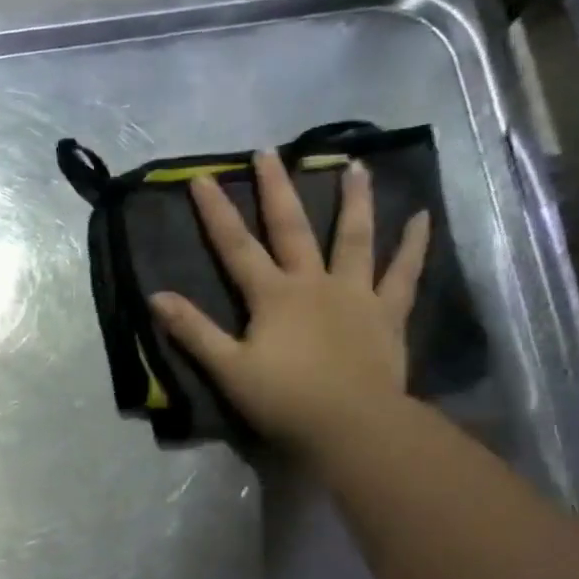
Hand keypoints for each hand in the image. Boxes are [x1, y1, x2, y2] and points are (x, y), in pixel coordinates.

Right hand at [150, 149, 428, 454]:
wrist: (352, 426)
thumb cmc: (284, 399)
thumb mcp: (227, 368)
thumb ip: (193, 331)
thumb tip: (156, 297)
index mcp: (273, 296)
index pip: (236, 246)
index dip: (217, 212)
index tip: (203, 177)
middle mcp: (314, 283)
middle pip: (292, 228)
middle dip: (277, 189)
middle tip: (269, 152)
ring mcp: (356, 295)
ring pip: (354, 238)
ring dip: (353, 200)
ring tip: (353, 164)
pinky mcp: (387, 314)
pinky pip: (403, 273)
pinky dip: (413, 245)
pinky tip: (422, 217)